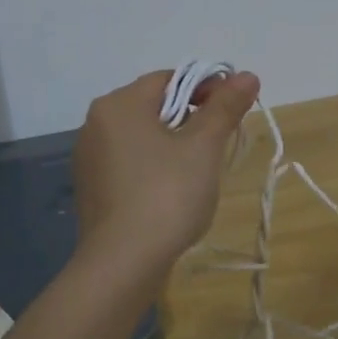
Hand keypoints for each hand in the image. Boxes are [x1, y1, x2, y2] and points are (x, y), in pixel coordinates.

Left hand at [72, 69, 260, 282]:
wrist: (122, 264)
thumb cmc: (166, 195)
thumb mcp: (203, 147)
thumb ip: (225, 107)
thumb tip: (248, 75)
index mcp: (119, 104)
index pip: (170, 79)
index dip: (207, 88)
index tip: (234, 110)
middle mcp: (96, 123)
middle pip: (154, 105)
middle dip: (192, 117)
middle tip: (221, 141)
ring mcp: (89, 157)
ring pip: (142, 135)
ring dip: (174, 142)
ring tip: (201, 169)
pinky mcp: (92, 187)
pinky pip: (129, 161)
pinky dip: (154, 165)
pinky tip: (173, 190)